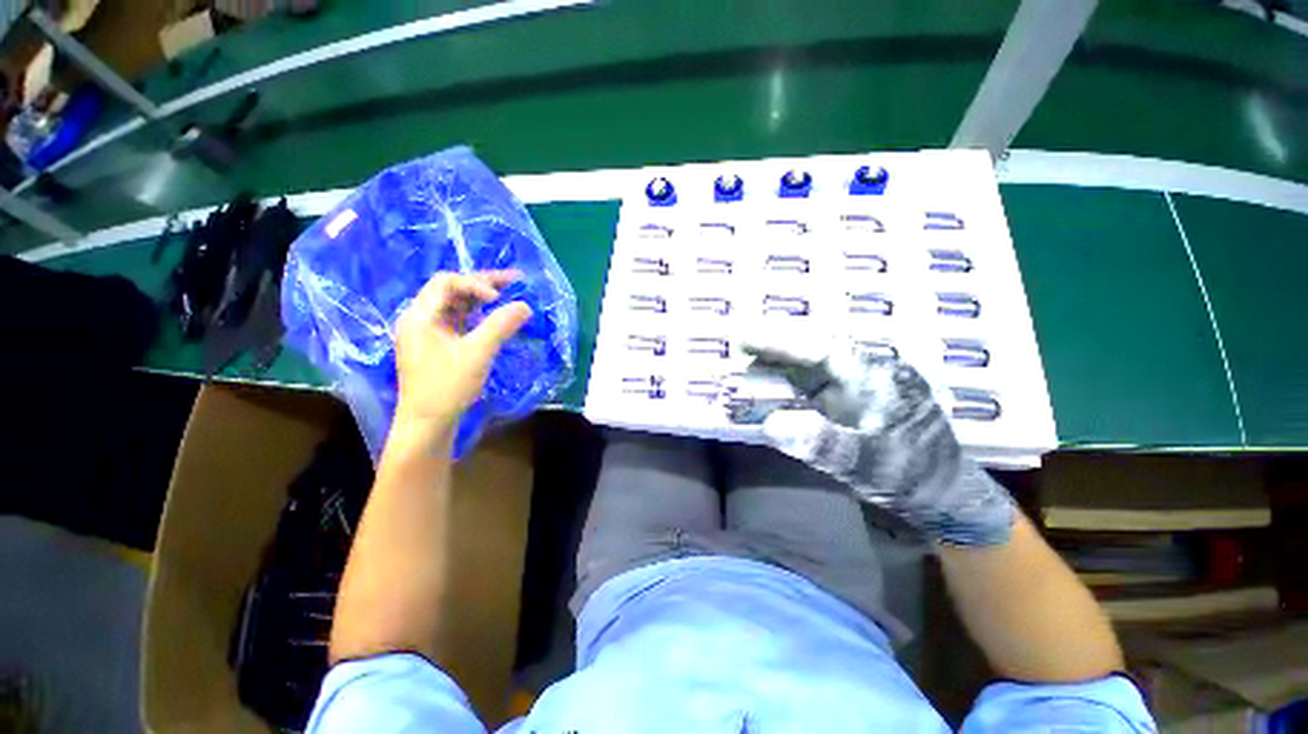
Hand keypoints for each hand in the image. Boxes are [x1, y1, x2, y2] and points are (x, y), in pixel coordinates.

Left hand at [392, 271, 531, 439]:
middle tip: (515, 280)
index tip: (501, 298)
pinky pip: (459, 321)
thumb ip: (501, 325)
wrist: (428, 424)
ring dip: (483, 299)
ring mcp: (428, 333)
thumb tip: (526, 305)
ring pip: (457, 305)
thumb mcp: (477, 353)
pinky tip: (496, 318)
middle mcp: (420, 318)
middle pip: (452, 290)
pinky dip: (479, 316)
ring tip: (510, 294)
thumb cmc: (447, 386)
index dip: (476, 283)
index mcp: (420, 315)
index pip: (447, 282)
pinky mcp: (438, 346)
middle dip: (483, 284)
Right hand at [730, 337, 1014, 545]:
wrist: (943, 495)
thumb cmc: (913, 476)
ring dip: (771, 369)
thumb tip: (769, 425)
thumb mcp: (871, 464)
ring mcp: (853, 386)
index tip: (743, 338)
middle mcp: (861, 372)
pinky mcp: (845, 401)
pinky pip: (806, 386)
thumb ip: (823, 443)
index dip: (779, 341)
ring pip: (805, 367)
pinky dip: (781, 388)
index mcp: (876, 376)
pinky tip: (764, 393)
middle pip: (808, 351)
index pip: (821, 348)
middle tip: (736, 353)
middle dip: (770, 351)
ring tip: (741, 374)